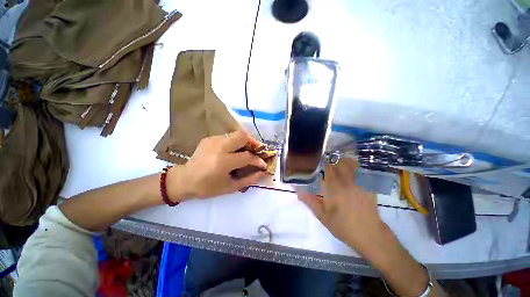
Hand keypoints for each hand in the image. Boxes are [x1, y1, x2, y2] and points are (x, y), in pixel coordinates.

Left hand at [168, 130, 267, 200]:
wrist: (184, 180)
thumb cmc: (207, 187)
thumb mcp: (230, 187)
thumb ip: (250, 179)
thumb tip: (263, 172)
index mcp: (223, 162)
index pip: (247, 156)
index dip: (258, 160)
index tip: (263, 164)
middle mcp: (218, 147)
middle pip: (242, 136)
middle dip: (253, 142)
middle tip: (256, 151)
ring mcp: (213, 140)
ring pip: (236, 134)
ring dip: (244, 142)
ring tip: (246, 151)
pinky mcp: (209, 138)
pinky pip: (228, 137)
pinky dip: (235, 143)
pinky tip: (232, 151)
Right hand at [299, 159, 444, 296]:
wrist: (369, 235)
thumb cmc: (343, 226)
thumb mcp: (322, 216)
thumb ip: (310, 201)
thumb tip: (298, 190)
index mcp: (333, 188)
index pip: (326, 167)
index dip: (321, 162)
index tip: (316, 160)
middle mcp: (346, 181)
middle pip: (338, 162)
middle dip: (331, 159)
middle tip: (325, 160)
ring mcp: (359, 182)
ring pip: (350, 163)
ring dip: (342, 160)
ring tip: (337, 160)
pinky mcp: (368, 185)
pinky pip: (361, 170)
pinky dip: (355, 165)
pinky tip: (351, 166)